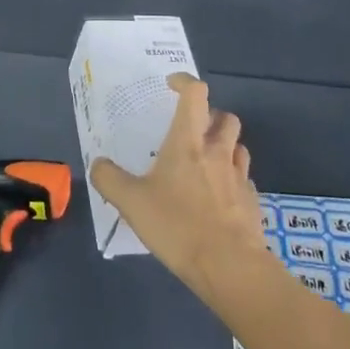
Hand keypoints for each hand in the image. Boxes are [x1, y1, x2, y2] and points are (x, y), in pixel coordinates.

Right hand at [90, 74, 264, 295]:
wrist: (230, 266)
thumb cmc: (178, 226)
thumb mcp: (131, 203)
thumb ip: (110, 179)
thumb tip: (98, 163)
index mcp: (188, 143)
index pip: (195, 94)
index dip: (185, 82)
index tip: (172, 85)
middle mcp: (217, 151)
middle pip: (225, 116)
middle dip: (210, 115)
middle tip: (192, 129)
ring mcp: (239, 176)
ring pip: (238, 146)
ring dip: (224, 145)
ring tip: (206, 161)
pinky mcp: (251, 201)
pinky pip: (243, 179)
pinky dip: (232, 179)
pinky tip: (218, 197)